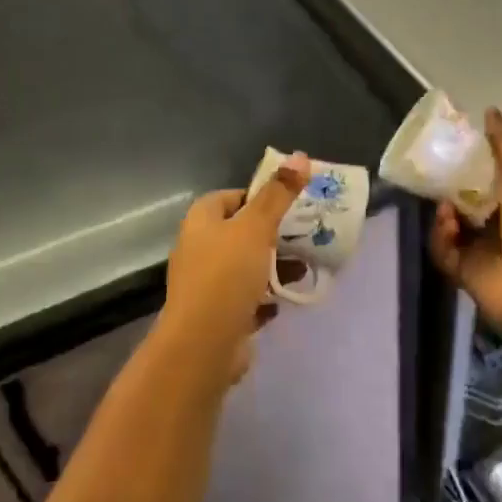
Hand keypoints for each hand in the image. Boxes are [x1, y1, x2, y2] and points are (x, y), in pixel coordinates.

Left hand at [159, 154, 309, 379]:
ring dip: (273, 266)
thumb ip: (279, 193)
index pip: (228, 197)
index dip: (256, 197)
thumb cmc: (227, 275)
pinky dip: (265, 297)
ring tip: (304, 268)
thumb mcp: (257, 227)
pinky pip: (245, 298)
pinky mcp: (216, 315)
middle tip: (303, 234)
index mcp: (201, 221)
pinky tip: (285, 300)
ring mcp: (205, 285)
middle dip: (272, 234)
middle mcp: (198, 249)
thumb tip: (300, 156)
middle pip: (239, 232)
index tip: (286, 205)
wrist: (203, 345)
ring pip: (245, 266)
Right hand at [429, 109, 501, 342]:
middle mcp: (497, 217)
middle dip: (446, 181)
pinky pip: (440, 245)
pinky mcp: (461, 267)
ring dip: (443, 208)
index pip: (485, 168)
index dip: (467, 154)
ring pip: (447, 218)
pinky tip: (448, 224)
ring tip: (445, 204)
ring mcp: (478, 244)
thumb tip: (488, 111)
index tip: (448, 140)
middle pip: (461, 193)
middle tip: (430, 168)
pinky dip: (441, 233)